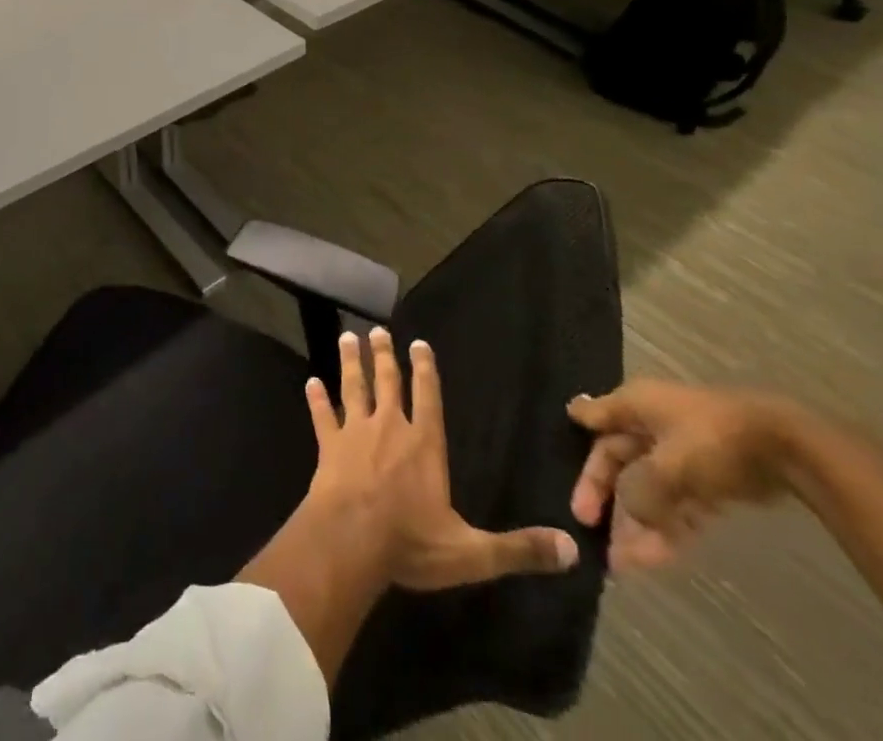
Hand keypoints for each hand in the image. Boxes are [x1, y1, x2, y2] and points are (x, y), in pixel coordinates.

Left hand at [305, 327, 577, 590]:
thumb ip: (519, 549)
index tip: (418, 343)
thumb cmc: (411, 543)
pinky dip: (317, 399)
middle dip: (384, 356)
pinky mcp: (328, 447)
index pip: (428, 398)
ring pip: (354, 388)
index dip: (425, 370)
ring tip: (347, 338)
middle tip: (377, 330)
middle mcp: (389, 428)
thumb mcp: (472, 553)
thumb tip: (572, 549)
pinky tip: (310, 382)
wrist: (351, 541)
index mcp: (424, 445)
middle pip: (388, 383)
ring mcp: (355, 434)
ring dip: (352, 364)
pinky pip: (322, 417)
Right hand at [567, 379, 801, 570]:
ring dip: (636, 524)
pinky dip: (667, 528)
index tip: (570, 484)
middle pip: (619, 463)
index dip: (583, 459)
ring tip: (624, 563)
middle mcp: (651, 424)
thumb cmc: (712, 442)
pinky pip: (678, 504)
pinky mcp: (708, 477)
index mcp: (634, 405)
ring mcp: (681, 451)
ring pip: (649, 489)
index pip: (596, 429)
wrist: (785, 446)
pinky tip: (656, 558)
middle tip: (590, 532)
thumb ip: (640, 490)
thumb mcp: (669, 465)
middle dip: (607, 501)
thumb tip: (629, 510)